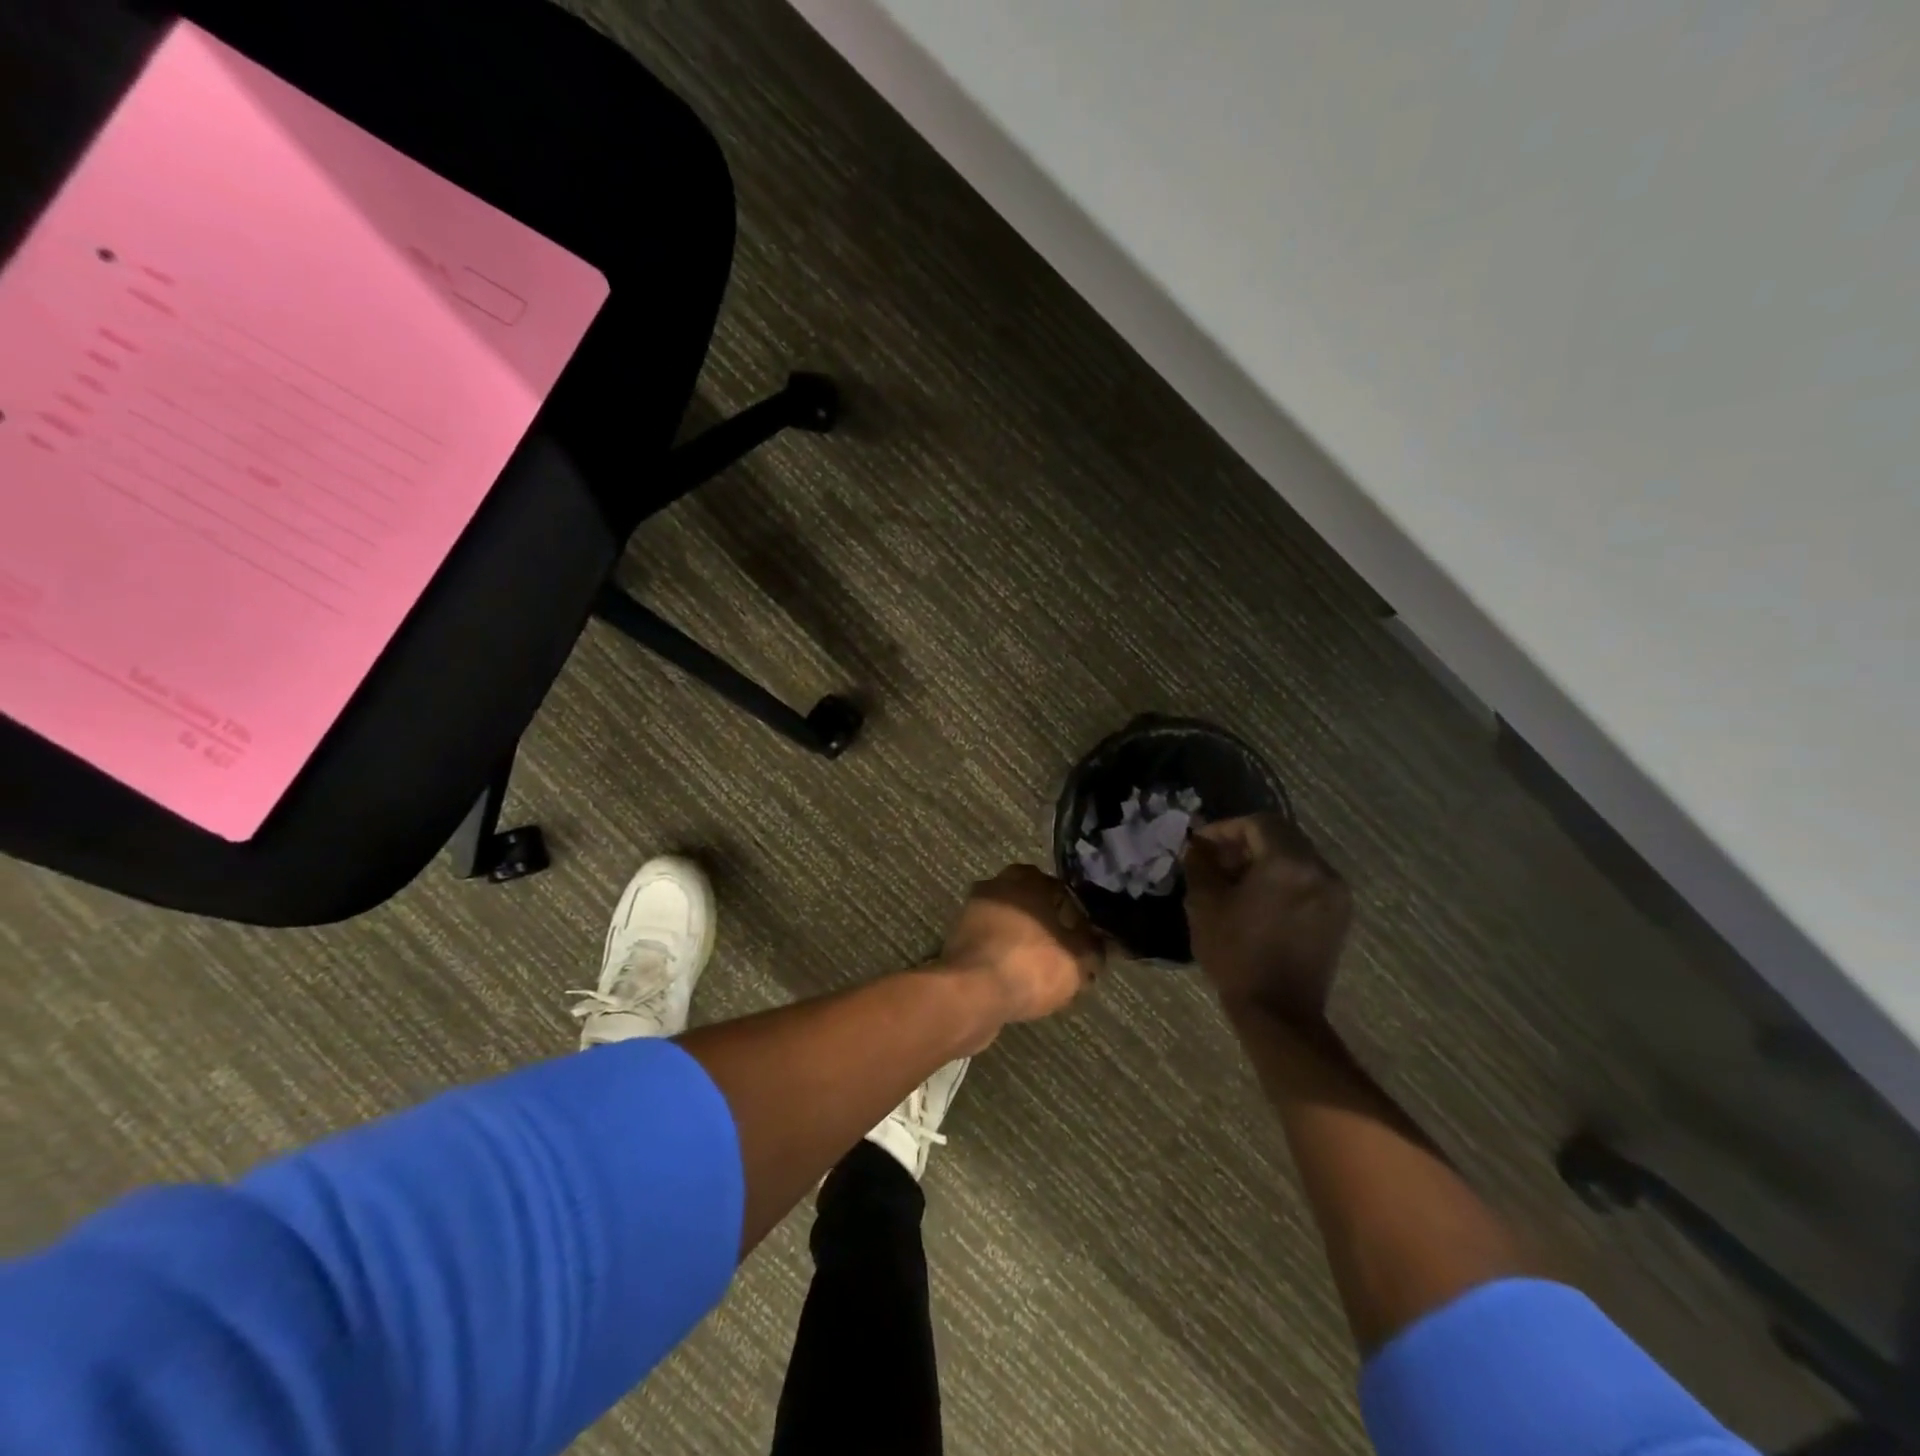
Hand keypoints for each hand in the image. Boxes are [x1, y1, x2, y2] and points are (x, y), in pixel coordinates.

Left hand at [942, 864, 1105, 1025]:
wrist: (971, 994)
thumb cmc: (1030, 965)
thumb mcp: (1078, 960)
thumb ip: (1093, 948)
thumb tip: (1101, 943)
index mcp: (1027, 880)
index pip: (1059, 888)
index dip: (1076, 913)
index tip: (1085, 937)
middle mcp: (997, 887)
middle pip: (1030, 903)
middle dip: (1047, 925)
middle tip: (1064, 952)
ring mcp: (972, 913)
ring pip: (1009, 924)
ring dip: (1023, 941)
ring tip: (1043, 971)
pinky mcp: (957, 941)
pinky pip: (991, 945)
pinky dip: (1004, 957)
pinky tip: (1018, 980)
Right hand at [1184, 814, 1351, 1024]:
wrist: (1279, 1012)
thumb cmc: (1236, 954)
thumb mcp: (1205, 904)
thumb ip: (1200, 864)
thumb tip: (1197, 846)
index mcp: (1288, 862)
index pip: (1257, 823)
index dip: (1225, 828)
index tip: (1201, 845)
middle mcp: (1320, 869)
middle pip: (1281, 836)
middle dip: (1245, 842)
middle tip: (1216, 861)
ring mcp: (1335, 893)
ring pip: (1296, 857)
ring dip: (1264, 860)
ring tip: (1235, 882)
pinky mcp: (1339, 915)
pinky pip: (1308, 879)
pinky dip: (1283, 879)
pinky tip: (1260, 900)